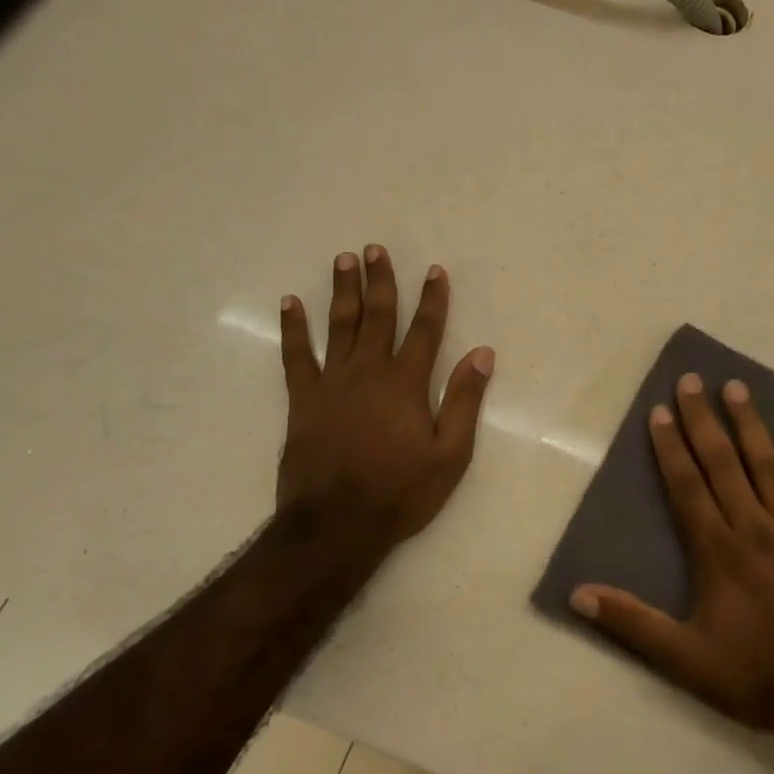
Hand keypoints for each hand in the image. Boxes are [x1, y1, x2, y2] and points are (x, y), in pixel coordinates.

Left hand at [276, 246, 494, 554]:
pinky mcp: (303, 400)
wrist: (336, 524)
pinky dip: (293, 328)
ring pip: (339, 326)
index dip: (432, 300)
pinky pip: (296, 356)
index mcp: (406, 384)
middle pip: (377, 317)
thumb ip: (464, 401)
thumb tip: (483, 354)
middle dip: (380, 282)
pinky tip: (290, 304)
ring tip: (344, 260)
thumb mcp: (450, 454)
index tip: (434, 271)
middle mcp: (369, 372)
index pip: (425, 331)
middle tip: (375, 249)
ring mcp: (332, 383)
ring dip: (342, 291)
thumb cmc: (400, 492)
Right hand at [570, 374, 773, 752]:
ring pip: (768, 465)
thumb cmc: (760, 677)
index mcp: (718, 552)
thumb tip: (578, 594)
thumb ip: (633, 624)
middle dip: (704, 420)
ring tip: (736, 388)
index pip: (687, 487)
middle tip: (692, 380)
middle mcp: (755, 528)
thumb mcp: (687, 661)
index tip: (660, 411)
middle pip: (724, 463)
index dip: (671, 447)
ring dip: (750, 425)